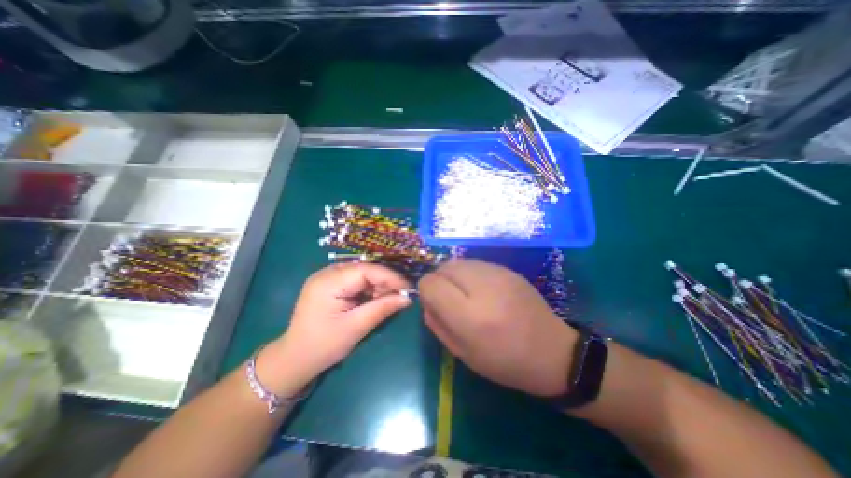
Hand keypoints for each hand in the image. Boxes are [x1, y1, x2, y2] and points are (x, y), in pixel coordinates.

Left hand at [260, 262, 411, 395]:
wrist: (294, 359)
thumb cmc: (323, 346)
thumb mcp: (356, 327)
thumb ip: (383, 308)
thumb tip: (408, 297)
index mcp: (329, 282)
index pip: (366, 270)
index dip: (389, 276)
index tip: (408, 287)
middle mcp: (327, 273)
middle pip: (365, 269)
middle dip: (385, 281)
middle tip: (400, 295)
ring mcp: (327, 277)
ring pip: (362, 273)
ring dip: (378, 285)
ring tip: (388, 299)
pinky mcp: (330, 284)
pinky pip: (355, 280)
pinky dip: (368, 288)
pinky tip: (374, 299)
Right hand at [418, 260, 578, 396]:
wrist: (553, 351)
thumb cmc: (505, 361)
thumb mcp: (463, 353)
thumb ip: (437, 324)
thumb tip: (426, 300)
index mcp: (469, 315)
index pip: (431, 284)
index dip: (425, 291)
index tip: (433, 302)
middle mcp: (482, 287)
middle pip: (444, 267)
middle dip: (438, 280)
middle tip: (448, 298)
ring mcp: (498, 274)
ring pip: (458, 261)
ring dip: (453, 275)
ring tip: (464, 293)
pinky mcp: (507, 269)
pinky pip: (475, 263)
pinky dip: (468, 273)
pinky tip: (480, 289)